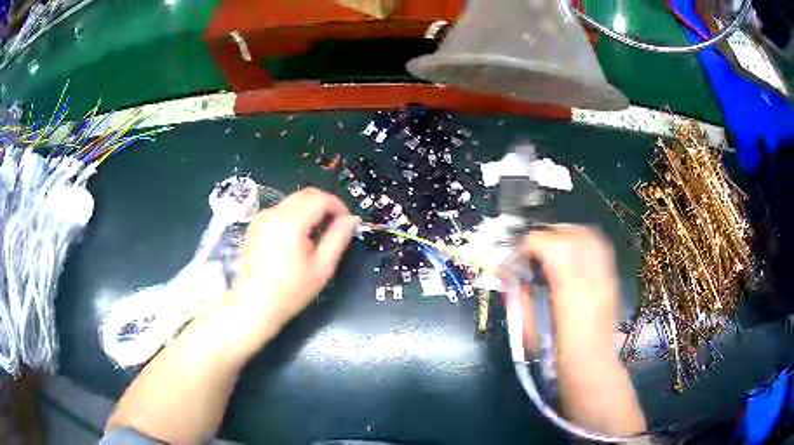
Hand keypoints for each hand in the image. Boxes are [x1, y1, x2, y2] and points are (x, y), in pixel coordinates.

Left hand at [217, 188, 358, 355]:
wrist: (254, 305)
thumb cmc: (290, 291)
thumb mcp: (322, 267)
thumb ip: (339, 238)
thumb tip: (352, 220)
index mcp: (291, 221)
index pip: (321, 198)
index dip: (339, 206)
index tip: (347, 223)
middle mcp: (274, 213)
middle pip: (306, 194)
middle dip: (325, 206)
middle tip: (335, 227)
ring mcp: (261, 218)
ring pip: (293, 201)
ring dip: (310, 210)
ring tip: (316, 236)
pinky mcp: (255, 225)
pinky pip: (280, 211)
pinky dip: (294, 216)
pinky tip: (296, 240)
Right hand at [517, 225, 620, 359]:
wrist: (592, 369)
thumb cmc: (558, 357)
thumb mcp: (530, 331)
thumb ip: (520, 299)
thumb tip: (508, 275)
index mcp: (569, 294)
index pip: (551, 247)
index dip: (529, 244)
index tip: (516, 255)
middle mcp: (592, 279)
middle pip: (573, 235)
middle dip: (548, 235)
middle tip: (533, 250)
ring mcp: (605, 278)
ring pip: (590, 236)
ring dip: (567, 235)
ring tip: (552, 248)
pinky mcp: (610, 280)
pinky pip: (599, 248)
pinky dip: (583, 243)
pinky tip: (572, 255)